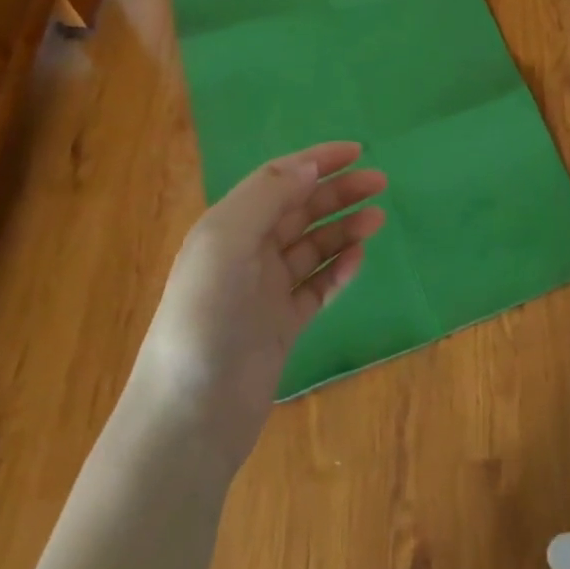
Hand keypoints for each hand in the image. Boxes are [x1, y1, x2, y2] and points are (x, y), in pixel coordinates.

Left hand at [135, 143, 385, 445]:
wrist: (189, 418)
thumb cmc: (204, 319)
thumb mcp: (226, 243)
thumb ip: (268, 197)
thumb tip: (310, 166)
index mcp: (228, 229)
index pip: (278, 181)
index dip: (316, 161)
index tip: (358, 150)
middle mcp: (246, 255)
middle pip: (300, 210)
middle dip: (338, 192)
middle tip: (380, 183)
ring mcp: (265, 292)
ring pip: (313, 247)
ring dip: (344, 229)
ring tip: (377, 220)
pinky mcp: (282, 326)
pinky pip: (318, 287)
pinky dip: (338, 270)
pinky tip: (357, 261)